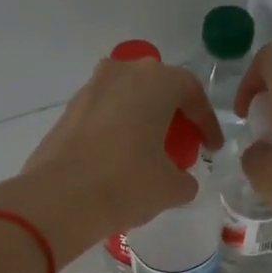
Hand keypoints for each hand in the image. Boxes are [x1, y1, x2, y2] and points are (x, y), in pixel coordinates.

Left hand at [0, 56, 221, 266]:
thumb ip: (186, 179)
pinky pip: (105, 114)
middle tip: (182, 145)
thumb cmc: (126, 184)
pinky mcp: (68, 111)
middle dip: (173, 114)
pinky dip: (118, 130)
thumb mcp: (171, 188)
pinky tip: (120, 160)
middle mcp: (122, 73)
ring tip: (150, 153)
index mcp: (155, 81)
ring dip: (143, 120)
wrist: (58, 200)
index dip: (207, 122)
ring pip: (128, 98)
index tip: (212, 148)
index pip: (192, 92)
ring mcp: (90, 89)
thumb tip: (181, 180)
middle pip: (157, 88)